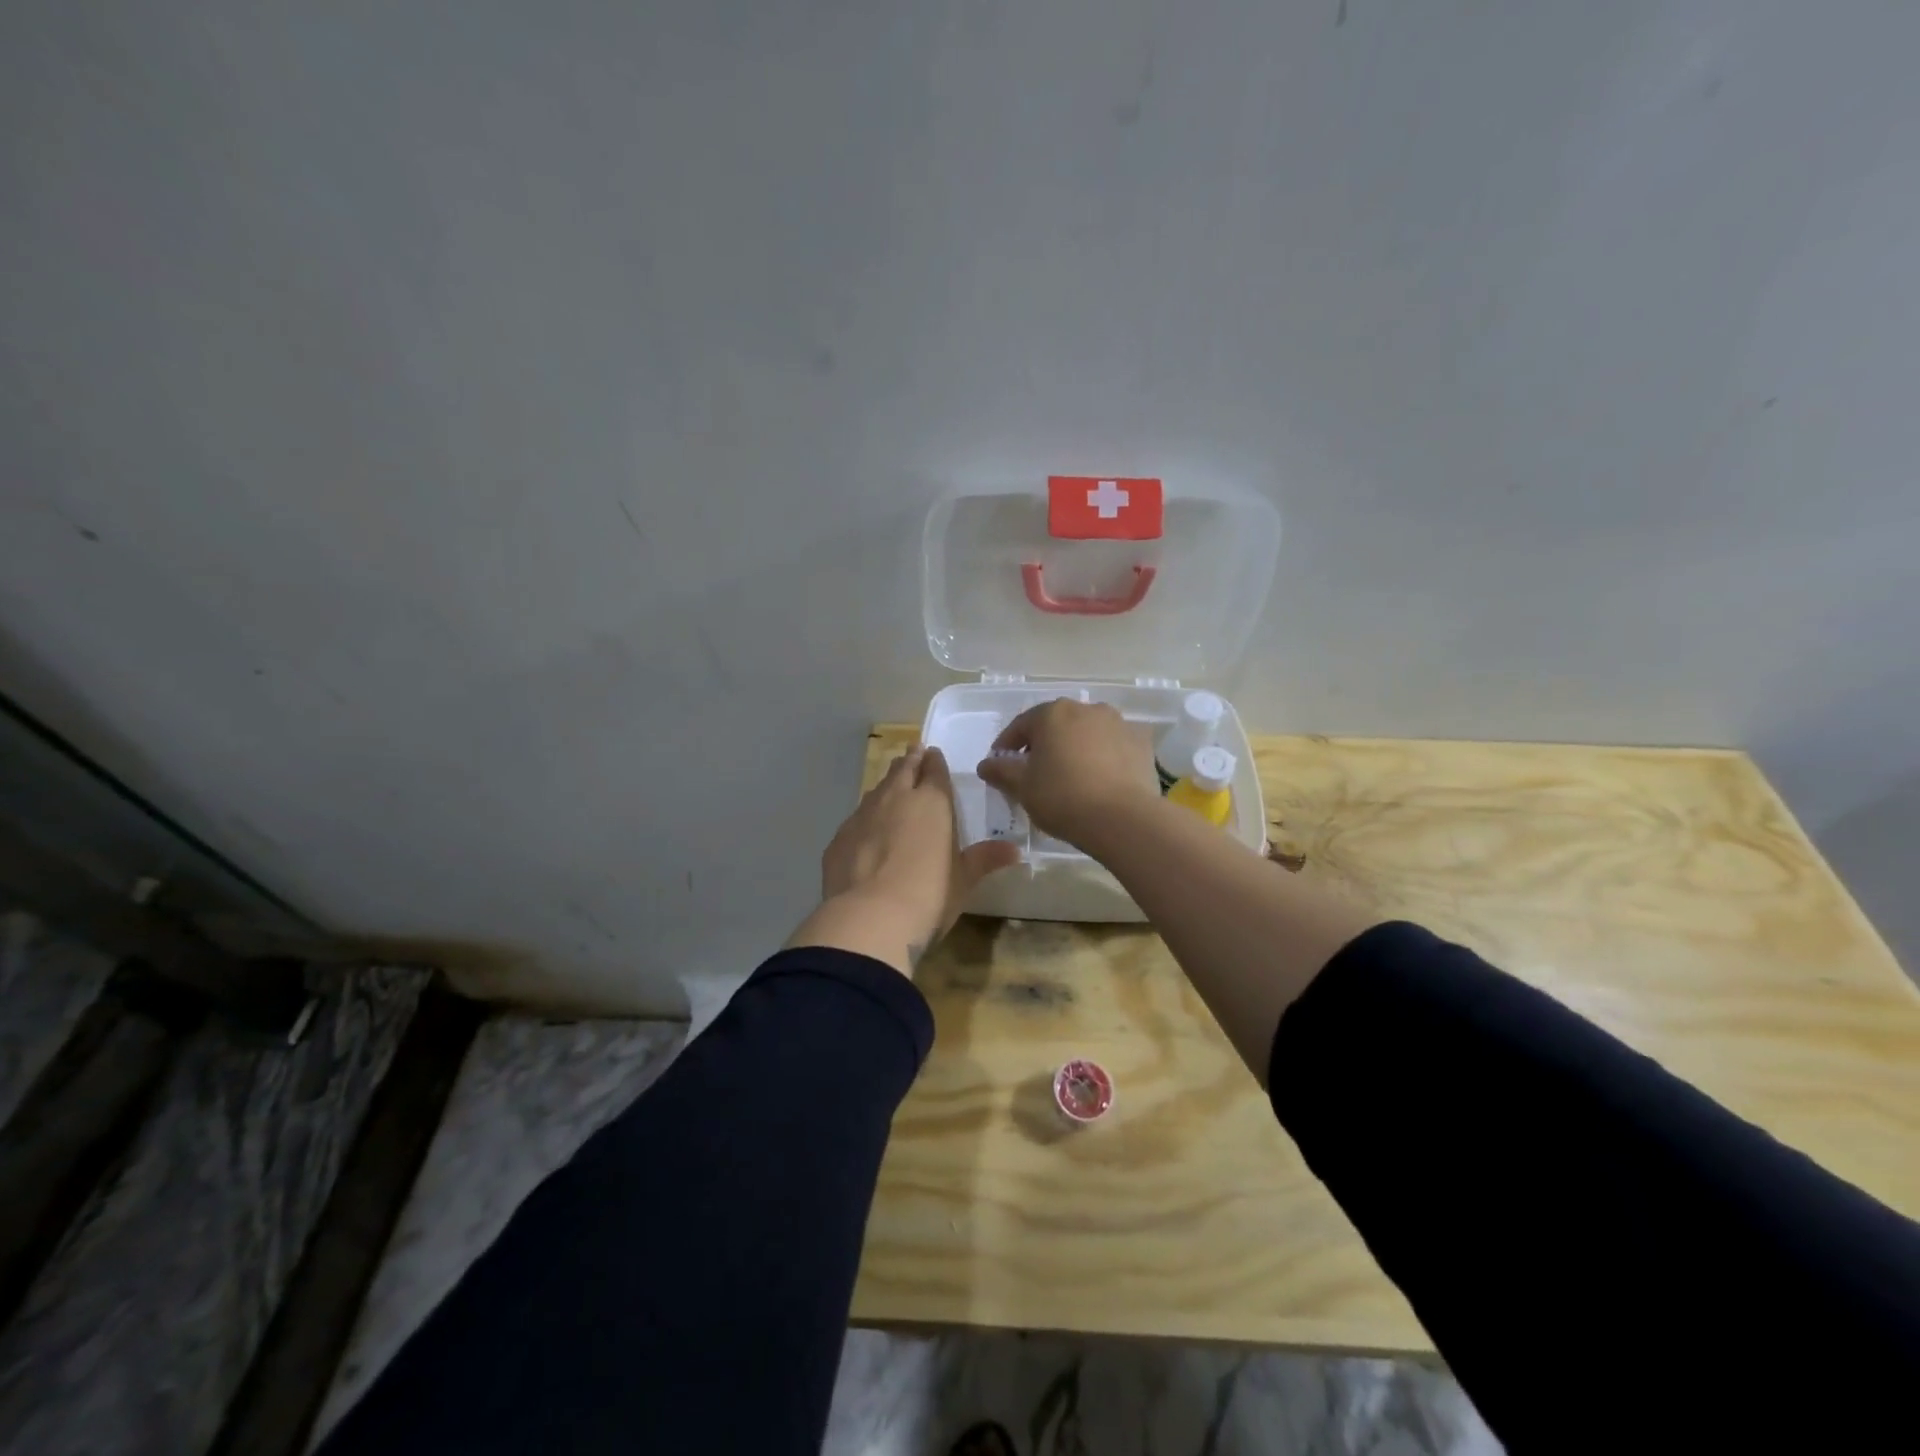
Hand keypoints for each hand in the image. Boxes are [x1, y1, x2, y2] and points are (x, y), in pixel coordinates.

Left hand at [789, 746, 1019, 975]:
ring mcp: (863, 816)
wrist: (868, 918)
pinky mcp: (839, 838)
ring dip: (886, 785)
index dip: (935, 761)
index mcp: (932, 803)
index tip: (933, 753)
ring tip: (892, 784)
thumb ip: (984, 859)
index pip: (934, 770)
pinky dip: (865, 817)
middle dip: (910, 761)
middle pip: (902, 770)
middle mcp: (896, 799)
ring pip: (877, 790)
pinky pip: (856, 819)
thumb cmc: (929, 895)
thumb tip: (1015, 851)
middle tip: (913, 752)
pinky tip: (867, 829)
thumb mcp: (963, 880)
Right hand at [976, 698, 1160, 848]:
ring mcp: (1118, 723)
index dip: (1007, 745)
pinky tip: (1100, 779)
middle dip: (1043, 744)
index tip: (1000, 765)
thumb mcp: (1022, 787)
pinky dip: (1103, 756)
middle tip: (1035, 772)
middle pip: (1056, 725)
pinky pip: (1113, 746)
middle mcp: (1086, 708)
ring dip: (1074, 748)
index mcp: (1052, 713)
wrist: (1123, 819)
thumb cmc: (1063, 798)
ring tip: (1070, 775)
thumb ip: (1001, 771)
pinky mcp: (1141, 743)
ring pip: (1086, 733)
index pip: (1021, 725)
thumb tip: (986, 764)